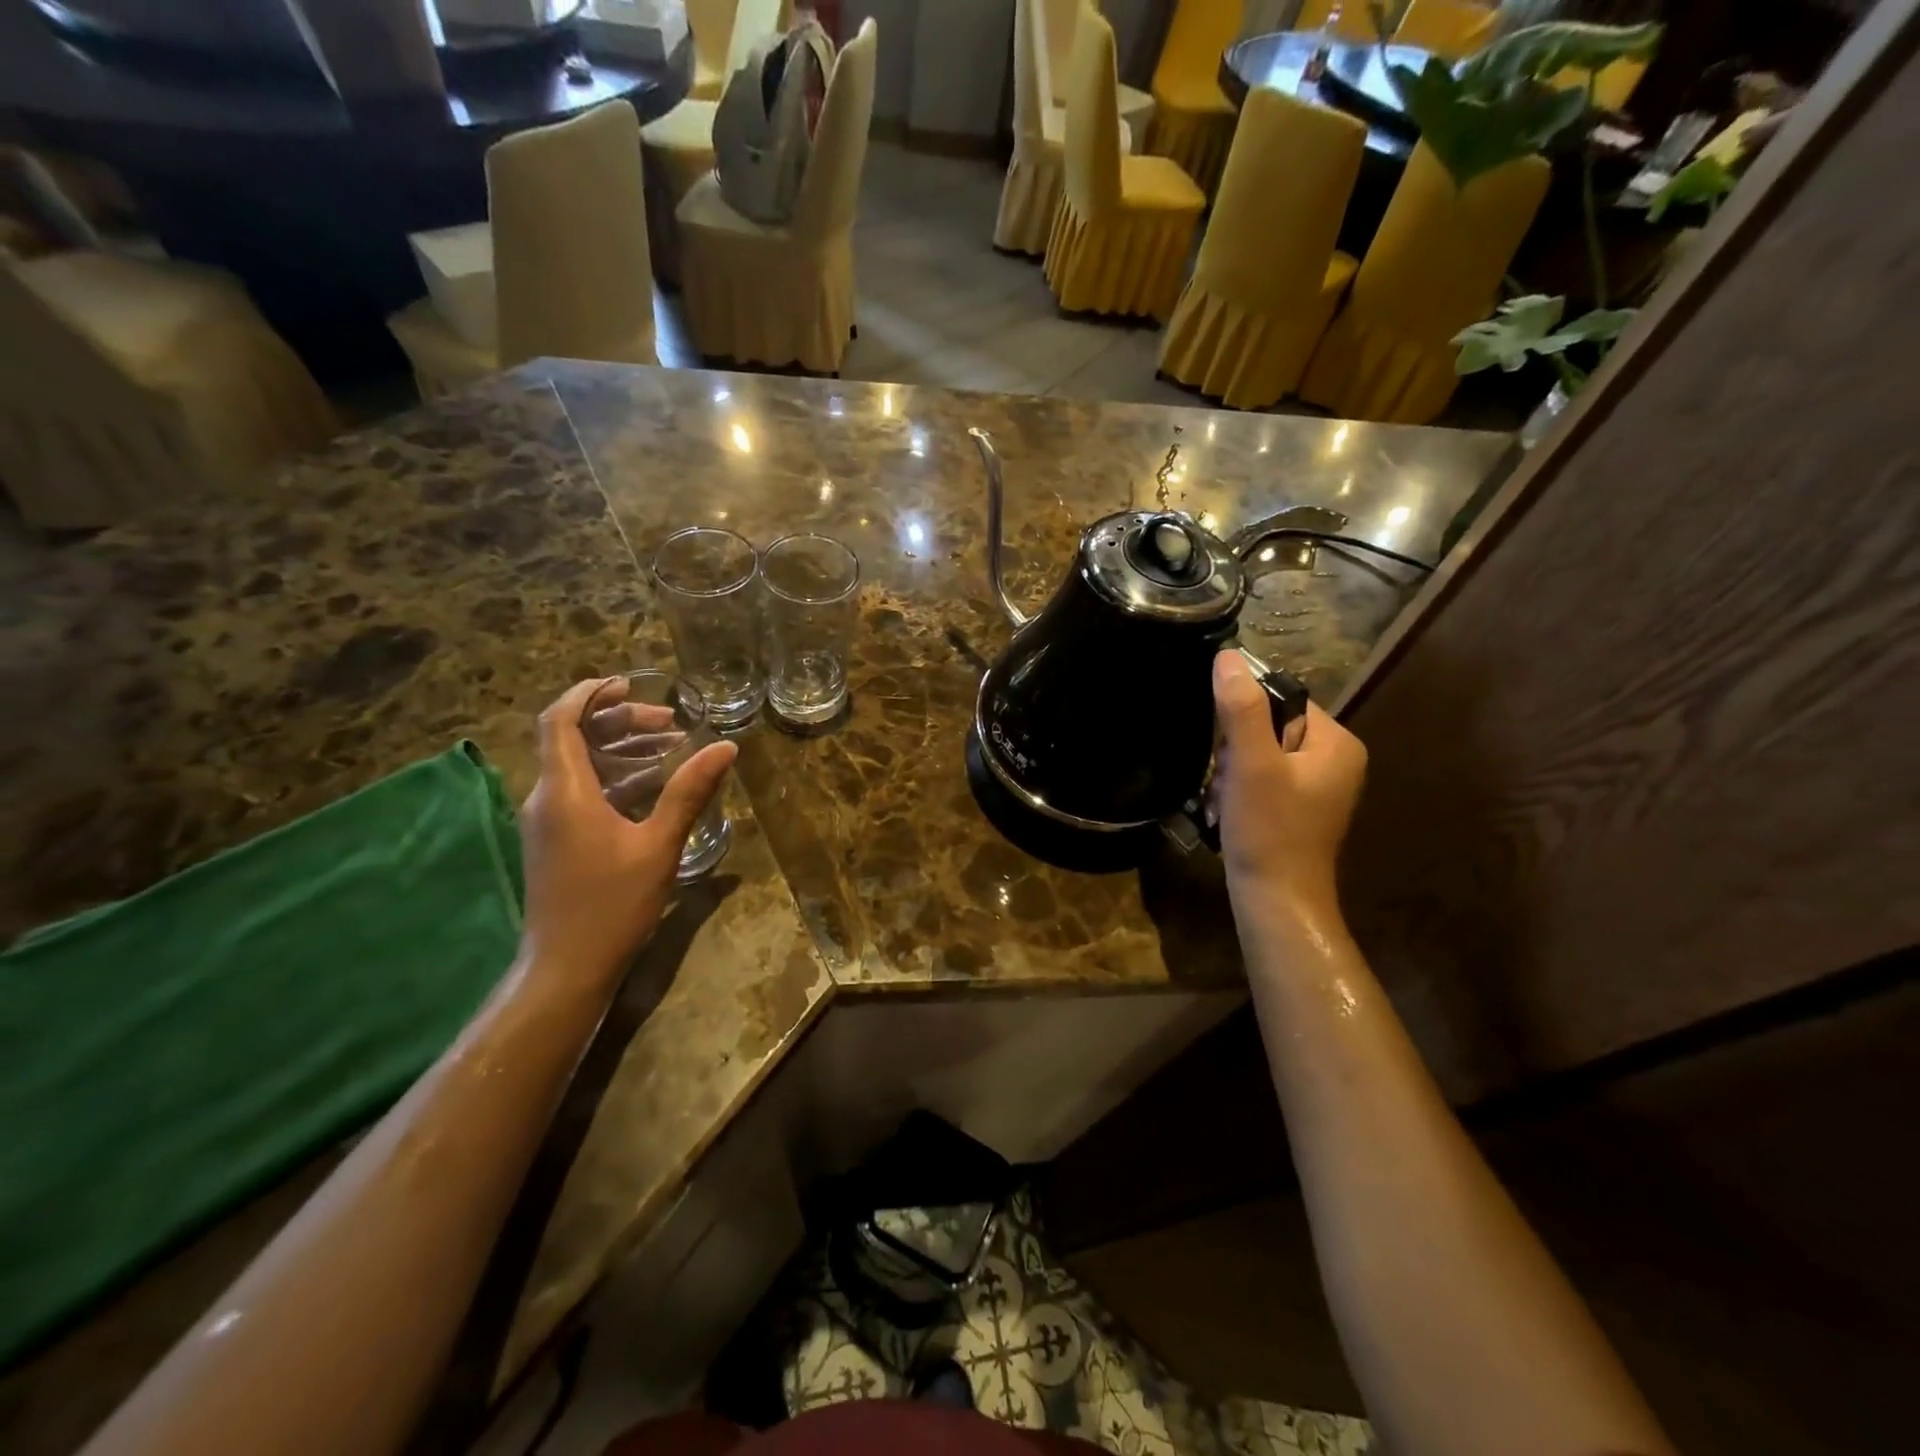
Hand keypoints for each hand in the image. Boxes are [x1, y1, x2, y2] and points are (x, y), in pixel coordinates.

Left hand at [518, 678, 737, 984]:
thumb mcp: (659, 844)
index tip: (627, 682)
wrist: (566, 967)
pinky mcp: (555, 841)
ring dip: (618, 749)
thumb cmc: (612, 904)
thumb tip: (725, 747)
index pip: (559, 720)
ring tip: (668, 747)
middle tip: (669, 722)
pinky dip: (613, 776)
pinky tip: (651, 787)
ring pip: (577, 765)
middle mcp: (546, 798)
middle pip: (572, 738)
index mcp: (565, 791)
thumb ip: (689, 792)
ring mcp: (547, 821)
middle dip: (618, 721)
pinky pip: (580, 790)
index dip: (589, 694)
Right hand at [1211, 650, 1366, 923]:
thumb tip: (1227, 656)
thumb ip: (1241, 708)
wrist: (1276, 901)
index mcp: (1337, 742)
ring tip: (1227, 802)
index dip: (1244, 719)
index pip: (1281, 700)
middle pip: (1267, 728)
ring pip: (1257, 755)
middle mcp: (1335, 760)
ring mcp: (1317, 787)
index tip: (1228, 750)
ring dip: (1231, 774)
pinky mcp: (1298, 808)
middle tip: (1228, 783)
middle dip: (1235, 753)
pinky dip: (1238, 792)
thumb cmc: (1269, 830)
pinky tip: (1229, 813)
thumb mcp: (1252, 763)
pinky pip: (1260, 779)